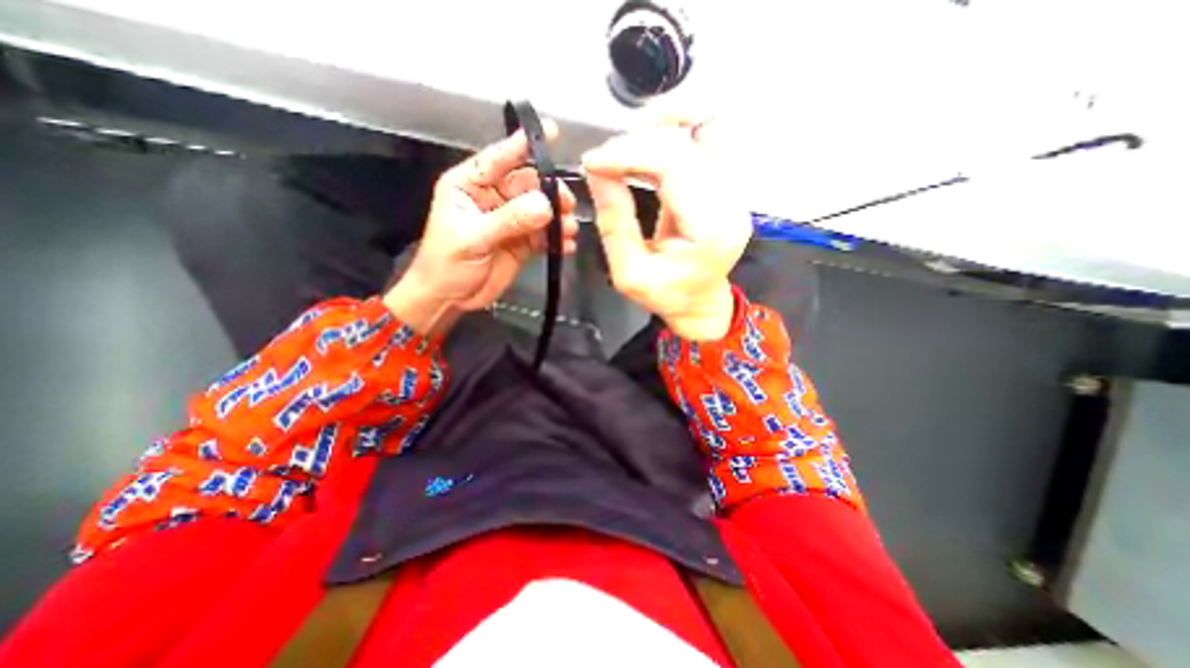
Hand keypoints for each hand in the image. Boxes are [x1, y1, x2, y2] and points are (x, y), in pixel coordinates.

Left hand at [386, 122, 575, 338]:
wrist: (450, 298)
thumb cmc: (446, 263)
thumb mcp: (473, 238)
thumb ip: (509, 221)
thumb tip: (545, 206)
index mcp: (471, 185)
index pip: (498, 158)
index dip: (522, 144)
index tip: (550, 131)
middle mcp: (493, 198)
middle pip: (528, 185)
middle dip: (549, 192)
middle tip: (566, 204)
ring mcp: (511, 220)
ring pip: (540, 210)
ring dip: (557, 218)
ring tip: (569, 229)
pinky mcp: (523, 242)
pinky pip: (544, 235)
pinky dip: (557, 239)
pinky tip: (565, 245)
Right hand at [585, 115, 752, 340]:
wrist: (700, 303)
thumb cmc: (667, 296)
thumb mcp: (629, 273)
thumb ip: (614, 224)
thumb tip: (597, 173)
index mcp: (709, 230)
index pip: (674, 165)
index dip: (629, 153)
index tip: (593, 162)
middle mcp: (729, 203)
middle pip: (686, 143)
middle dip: (636, 142)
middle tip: (603, 161)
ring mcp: (733, 191)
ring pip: (700, 131)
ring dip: (656, 132)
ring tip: (623, 151)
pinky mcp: (726, 185)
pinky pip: (703, 141)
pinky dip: (670, 136)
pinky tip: (645, 149)